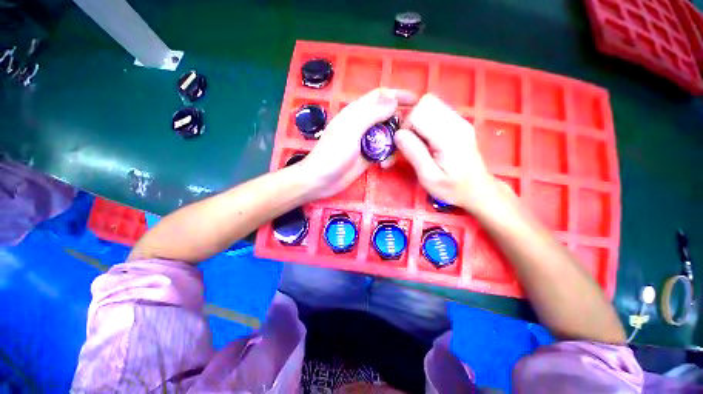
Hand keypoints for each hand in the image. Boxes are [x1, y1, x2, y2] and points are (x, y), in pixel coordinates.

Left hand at [300, 88, 416, 199]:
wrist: (321, 180)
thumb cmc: (333, 153)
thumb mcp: (351, 130)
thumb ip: (372, 114)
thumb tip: (394, 99)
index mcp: (356, 113)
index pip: (380, 96)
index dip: (397, 95)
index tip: (417, 100)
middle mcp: (362, 125)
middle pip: (387, 116)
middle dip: (400, 121)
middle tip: (414, 130)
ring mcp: (366, 142)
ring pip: (387, 136)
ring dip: (395, 142)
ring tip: (399, 150)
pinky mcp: (368, 157)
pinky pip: (383, 152)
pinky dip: (388, 156)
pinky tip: (385, 165)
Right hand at [394, 94, 502, 213]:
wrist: (478, 190)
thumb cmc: (452, 188)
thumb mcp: (429, 177)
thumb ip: (414, 154)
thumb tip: (398, 134)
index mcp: (449, 136)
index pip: (419, 112)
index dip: (406, 126)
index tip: (405, 145)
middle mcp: (457, 122)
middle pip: (426, 102)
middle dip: (411, 120)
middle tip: (410, 141)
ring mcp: (459, 120)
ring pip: (430, 103)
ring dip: (417, 119)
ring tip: (417, 141)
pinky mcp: (458, 122)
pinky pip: (436, 111)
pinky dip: (425, 121)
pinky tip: (426, 139)